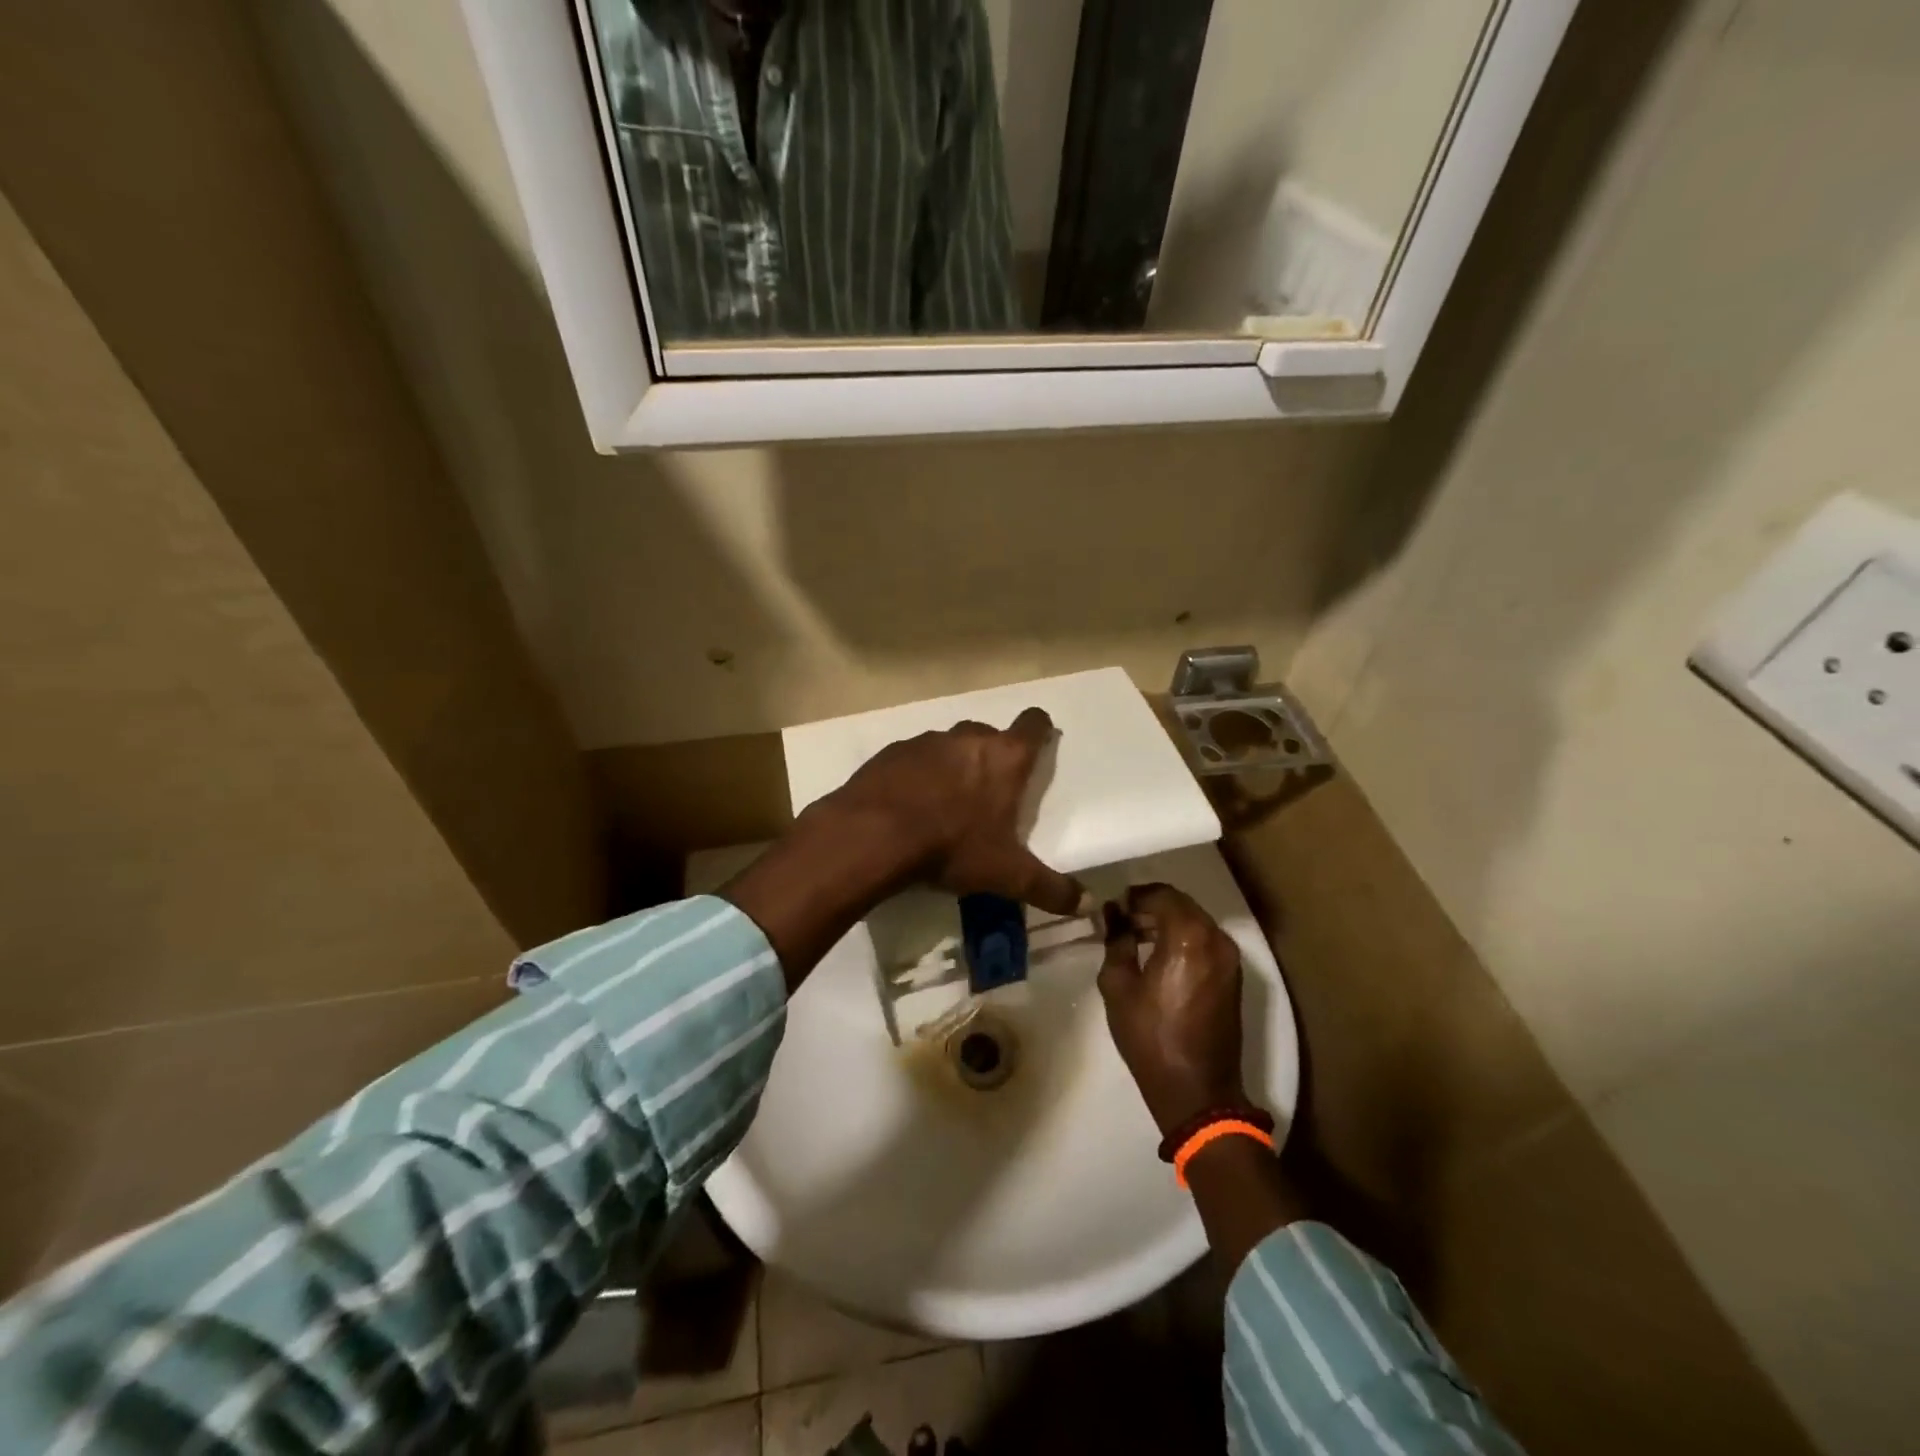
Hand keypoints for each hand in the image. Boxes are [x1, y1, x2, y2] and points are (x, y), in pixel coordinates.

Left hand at [828, 707, 1087, 915]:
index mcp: (1005, 758)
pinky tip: (910, 805)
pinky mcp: (891, 753)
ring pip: (949, 745)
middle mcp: (967, 739)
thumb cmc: (951, 847)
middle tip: (990, 792)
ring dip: (953, 765)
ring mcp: (926, 742)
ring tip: (947, 802)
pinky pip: (913, 758)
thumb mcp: (1006, 875)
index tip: (1039, 743)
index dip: (1039, 730)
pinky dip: (917, 775)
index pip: (1033, 724)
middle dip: (993, 757)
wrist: (873, 835)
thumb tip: (1086, 904)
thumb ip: (1050, 889)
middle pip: (989, 735)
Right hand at [1097, 884, 1247, 1135]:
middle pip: (1181, 904)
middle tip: (1122, 921)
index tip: (1113, 909)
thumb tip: (1114, 915)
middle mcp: (1216, 939)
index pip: (1160, 895)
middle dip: (1151, 906)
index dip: (1134, 897)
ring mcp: (1230, 958)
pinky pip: (1206, 941)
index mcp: (1188, 937)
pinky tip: (1160, 956)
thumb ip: (1116, 941)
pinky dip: (1183, 938)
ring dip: (1168, 922)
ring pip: (1195, 921)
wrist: (1197, 1090)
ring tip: (1137, 938)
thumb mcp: (1118, 986)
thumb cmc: (1150, 1037)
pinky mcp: (1234, 976)